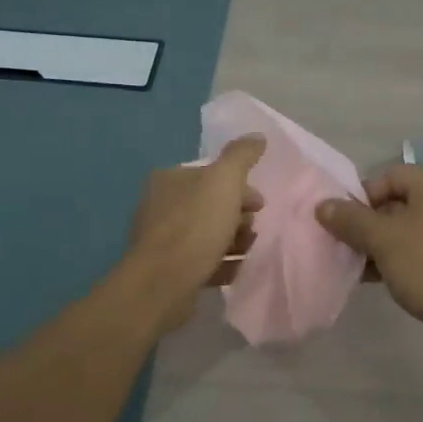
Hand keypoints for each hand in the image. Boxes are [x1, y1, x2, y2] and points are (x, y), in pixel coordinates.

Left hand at [125, 135, 265, 330]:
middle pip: (211, 205)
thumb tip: (257, 136)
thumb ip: (241, 156)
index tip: (261, 204)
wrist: (163, 284)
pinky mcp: (168, 271)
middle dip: (238, 215)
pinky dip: (223, 263)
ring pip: (208, 234)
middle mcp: (161, 206)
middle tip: (255, 229)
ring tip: (250, 250)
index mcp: (170, 180)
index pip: (211, 176)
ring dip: (234, 241)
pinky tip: (239, 270)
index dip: (240, 187)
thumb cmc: (195, 226)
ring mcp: (163, 240)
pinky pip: (203, 262)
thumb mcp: (224, 181)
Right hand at [315, 165, 422, 350]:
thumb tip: (322, 205)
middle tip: (344, 243)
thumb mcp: (381, 238)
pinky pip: (413, 248)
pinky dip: (392, 257)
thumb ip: (349, 219)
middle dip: (365, 223)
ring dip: (375, 243)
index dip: (363, 195)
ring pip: (402, 228)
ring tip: (353, 263)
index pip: (388, 176)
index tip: (344, 221)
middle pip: (394, 202)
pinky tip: (370, 277)